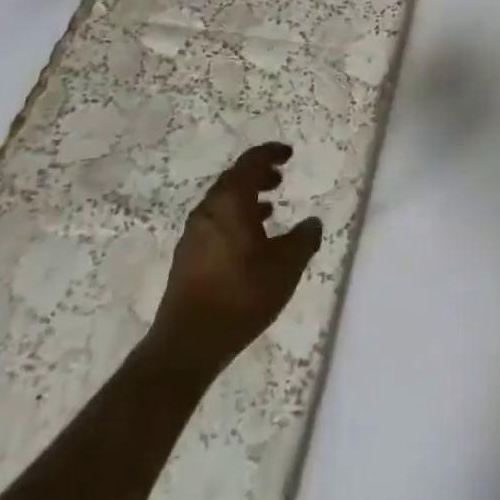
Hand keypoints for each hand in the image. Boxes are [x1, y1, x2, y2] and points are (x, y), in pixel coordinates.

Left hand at [149, 143, 321, 373]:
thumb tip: (311, 223)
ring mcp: (193, 235)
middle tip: (279, 178)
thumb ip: (303, 239)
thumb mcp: (286, 266)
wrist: (187, 345)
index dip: (270, 154)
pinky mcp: (187, 259)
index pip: (250, 163)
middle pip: (233, 180)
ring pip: (222, 203)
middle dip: (257, 175)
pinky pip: (215, 223)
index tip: (288, 154)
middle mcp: (207, 211)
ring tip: (269, 209)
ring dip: (246, 199)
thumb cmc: (240, 295)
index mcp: (230, 202)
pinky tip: (250, 242)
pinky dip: (235, 219)